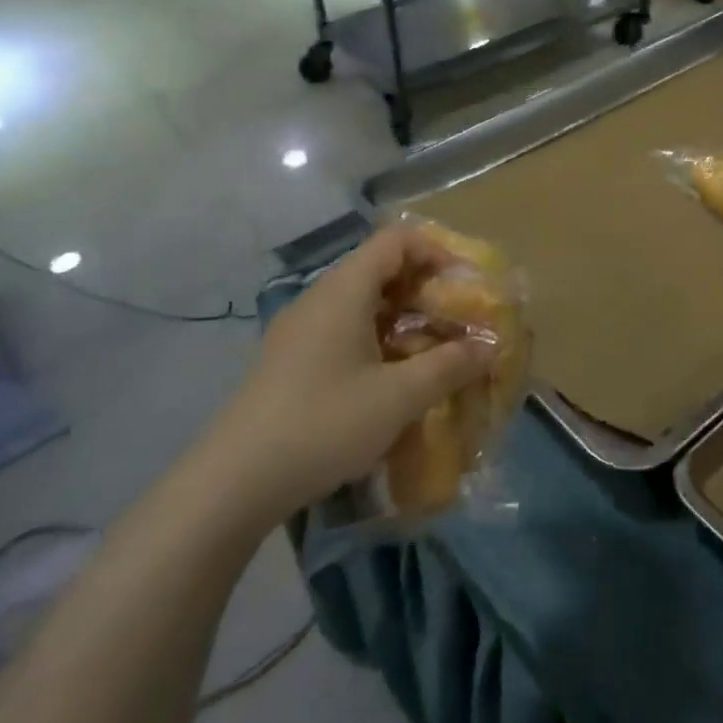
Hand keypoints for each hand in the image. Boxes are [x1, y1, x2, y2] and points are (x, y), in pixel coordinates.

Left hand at [205, 227, 493, 528]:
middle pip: (381, 268)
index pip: (396, 240)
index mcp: (344, 290)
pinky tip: (391, 377)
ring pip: (362, 301)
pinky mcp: (290, 359)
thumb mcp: (400, 397)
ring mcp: (300, 329)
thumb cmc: (324, 424)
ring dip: (404, 316)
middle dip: (426, 289)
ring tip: (432, 350)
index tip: (465, 285)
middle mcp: (320, 298)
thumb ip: (450, 366)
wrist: (233, 483)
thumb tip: (490, 346)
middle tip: (457, 321)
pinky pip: (344, 328)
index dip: (437, 252)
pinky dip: (378, 337)